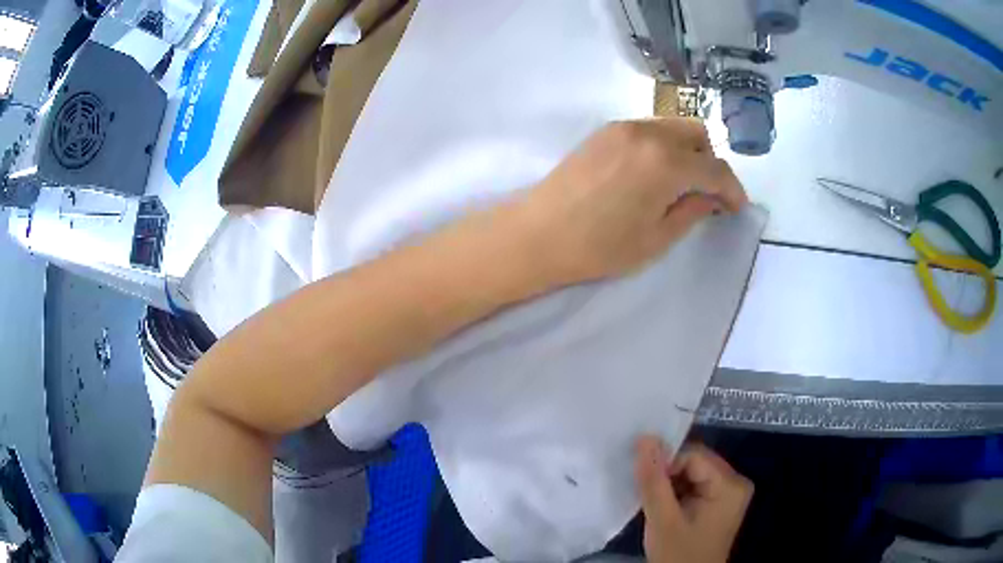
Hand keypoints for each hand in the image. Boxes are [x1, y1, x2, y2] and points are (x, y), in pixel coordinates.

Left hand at [519, 118, 746, 285]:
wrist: (538, 233)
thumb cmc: (600, 246)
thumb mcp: (656, 239)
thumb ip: (692, 212)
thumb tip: (713, 198)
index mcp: (667, 164)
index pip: (715, 168)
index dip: (733, 189)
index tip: (737, 207)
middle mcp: (649, 134)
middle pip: (697, 135)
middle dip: (711, 163)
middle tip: (707, 194)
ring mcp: (623, 127)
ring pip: (672, 128)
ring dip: (687, 152)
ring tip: (680, 185)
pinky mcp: (605, 131)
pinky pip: (649, 130)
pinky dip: (663, 146)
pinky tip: (652, 174)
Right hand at [635, 436, 752, 562]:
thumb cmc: (678, 555)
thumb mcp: (663, 520)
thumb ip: (654, 480)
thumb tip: (645, 438)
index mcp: (730, 484)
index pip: (693, 455)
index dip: (666, 466)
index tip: (645, 486)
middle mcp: (735, 482)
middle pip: (694, 461)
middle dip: (668, 475)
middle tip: (647, 495)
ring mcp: (729, 492)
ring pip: (691, 472)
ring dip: (669, 484)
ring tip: (654, 503)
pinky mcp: (719, 502)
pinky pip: (694, 484)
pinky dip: (675, 492)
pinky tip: (664, 507)